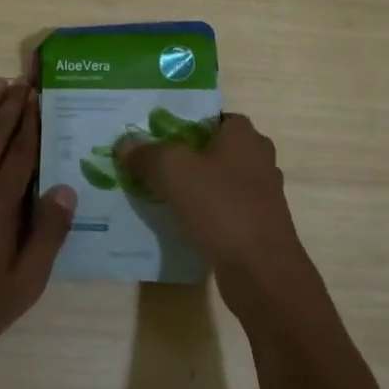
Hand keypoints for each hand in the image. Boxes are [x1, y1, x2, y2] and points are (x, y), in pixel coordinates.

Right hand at [117, 114, 316, 321]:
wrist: (261, 271)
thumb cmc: (221, 207)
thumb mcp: (173, 171)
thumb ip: (147, 154)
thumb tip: (125, 144)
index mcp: (245, 135)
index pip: (213, 116)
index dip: (185, 123)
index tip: (157, 137)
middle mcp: (259, 158)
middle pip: (216, 148)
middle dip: (187, 155)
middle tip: (154, 164)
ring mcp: (263, 193)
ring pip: (221, 179)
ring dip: (197, 185)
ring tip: (162, 193)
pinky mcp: (260, 224)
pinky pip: (226, 207)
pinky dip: (207, 211)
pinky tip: (183, 222)